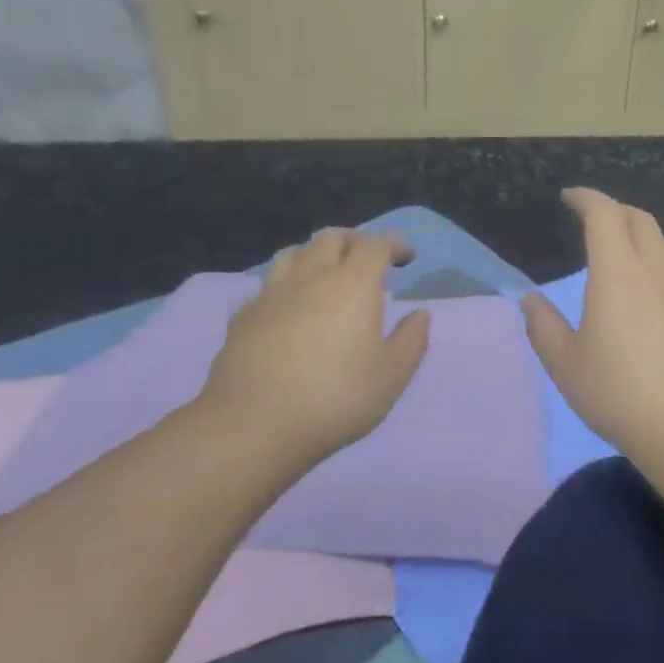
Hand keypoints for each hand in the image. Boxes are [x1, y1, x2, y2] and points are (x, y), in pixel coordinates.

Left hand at [193, 229, 429, 484]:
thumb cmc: (335, 398)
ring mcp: (272, 294)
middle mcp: (311, 277)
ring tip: (328, 273)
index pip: (375, 245)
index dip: (393, 245)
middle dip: (356, 241)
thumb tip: (419, 314)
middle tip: (370, 259)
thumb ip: (411, 340)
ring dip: (317, 254)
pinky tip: (290, 308)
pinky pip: (269, 285)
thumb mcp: (391, 376)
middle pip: (333, 237)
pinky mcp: (243, 316)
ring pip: (295, 252)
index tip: (406, 258)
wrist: (253, 425)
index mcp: (353, 285)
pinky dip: (288, 284)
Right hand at [521, 188, 663, 470]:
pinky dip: (661, 267)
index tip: (568, 197)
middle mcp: (657, 270)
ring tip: (624, 254)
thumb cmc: (619, 394)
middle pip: (640, 220)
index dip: (585, 198)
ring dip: (642, 236)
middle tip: (594, 221)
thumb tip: (530, 299)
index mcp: (618, 272)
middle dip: (614, 210)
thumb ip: (543, 326)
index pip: (604, 214)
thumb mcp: (566, 365)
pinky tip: (654, 295)